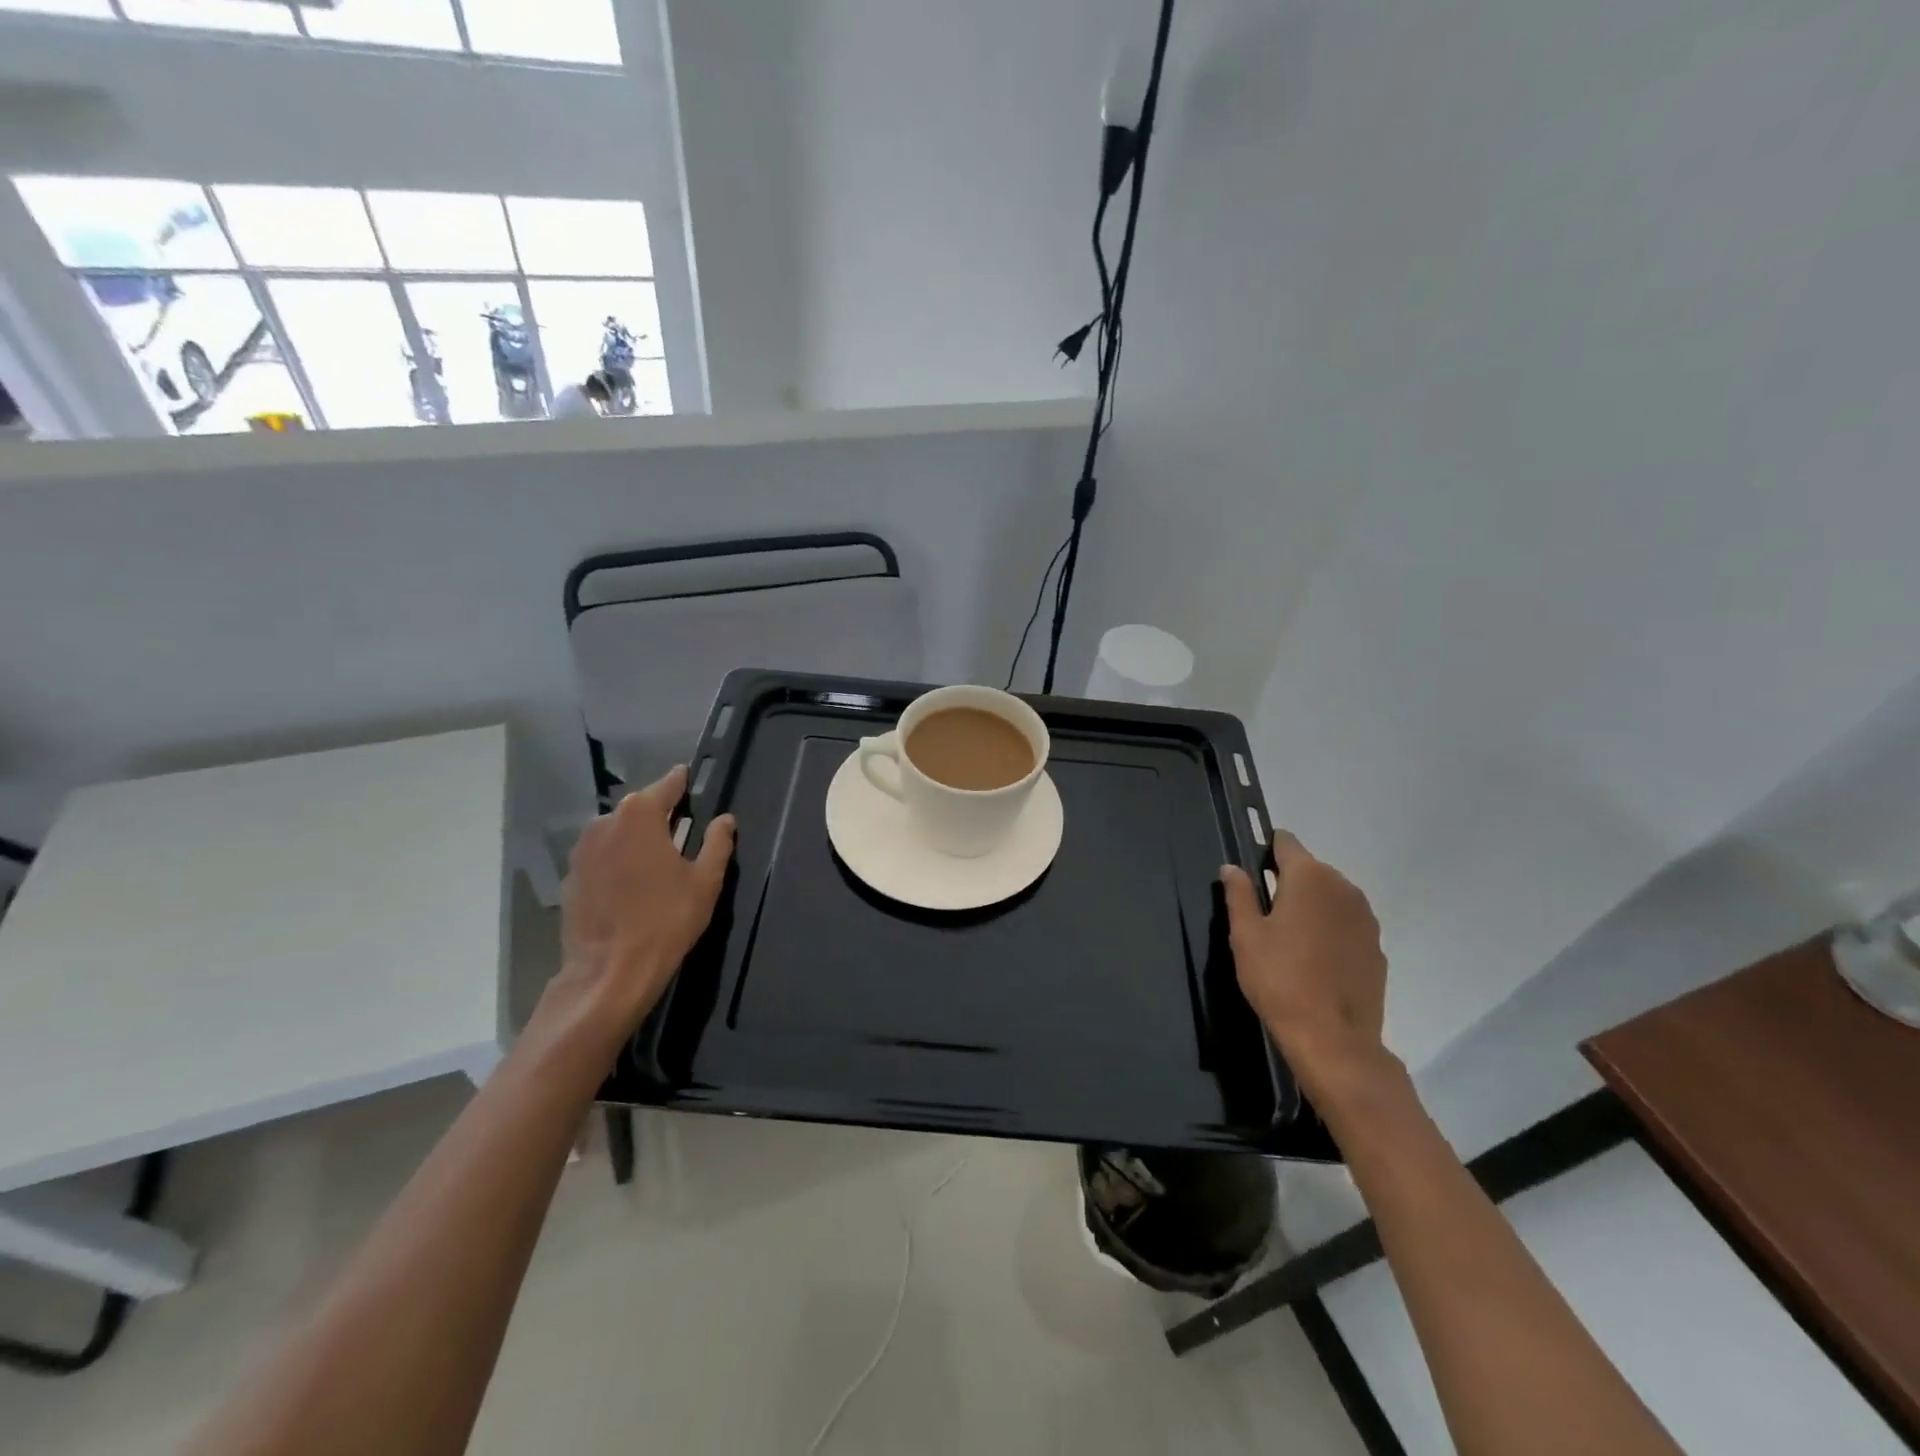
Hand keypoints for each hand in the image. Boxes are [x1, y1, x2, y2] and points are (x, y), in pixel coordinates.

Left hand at [538, 766, 735, 1055]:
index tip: (694, 784)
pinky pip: (601, 857)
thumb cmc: (666, 920)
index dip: (684, 784)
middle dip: (660, 815)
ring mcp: (581, 850)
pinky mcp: (570, 877)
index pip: (668, 784)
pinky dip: (617, 862)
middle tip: (683, 832)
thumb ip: (717, 843)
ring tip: (657, 861)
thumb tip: (725, 820)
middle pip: (640, 808)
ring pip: (617, 832)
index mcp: (640, 815)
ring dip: (636, 839)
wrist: (609, 972)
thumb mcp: (706, 881)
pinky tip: (631, 886)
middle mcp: (605, 822)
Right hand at [1221, 833, 1393, 1112]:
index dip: (1265, 852)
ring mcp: (1366, 918)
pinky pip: (1347, 924)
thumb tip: (1232, 868)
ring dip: (1311, 907)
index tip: (1251, 873)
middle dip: (1287, 882)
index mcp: (1309, 877)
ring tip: (1289, 940)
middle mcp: (1344, 887)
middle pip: (1310, 869)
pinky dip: (1330, 931)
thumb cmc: (1279, 979)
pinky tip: (1314, 961)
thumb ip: (1238, 894)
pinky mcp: (1377, 946)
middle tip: (1264, 914)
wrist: (1333, 1039)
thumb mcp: (1245, 935)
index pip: (1286, 842)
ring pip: (1330, 897)